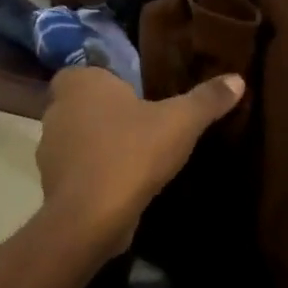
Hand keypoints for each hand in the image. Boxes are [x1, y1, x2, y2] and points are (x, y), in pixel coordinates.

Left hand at [34, 67, 245, 255]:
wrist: (91, 217)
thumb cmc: (133, 152)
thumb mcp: (180, 122)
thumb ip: (207, 99)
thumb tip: (238, 79)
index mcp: (81, 83)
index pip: (86, 70)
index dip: (106, 81)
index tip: (133, 94)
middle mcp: (58, 109)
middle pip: (81, 103)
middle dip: (104, 112)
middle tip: (139, 123)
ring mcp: (49, 148)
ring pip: (76, 137)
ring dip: (97, 144)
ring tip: (133, 155)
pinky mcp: (51, 184)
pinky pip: (75, 169)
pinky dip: (92, 173)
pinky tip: (120, 184)